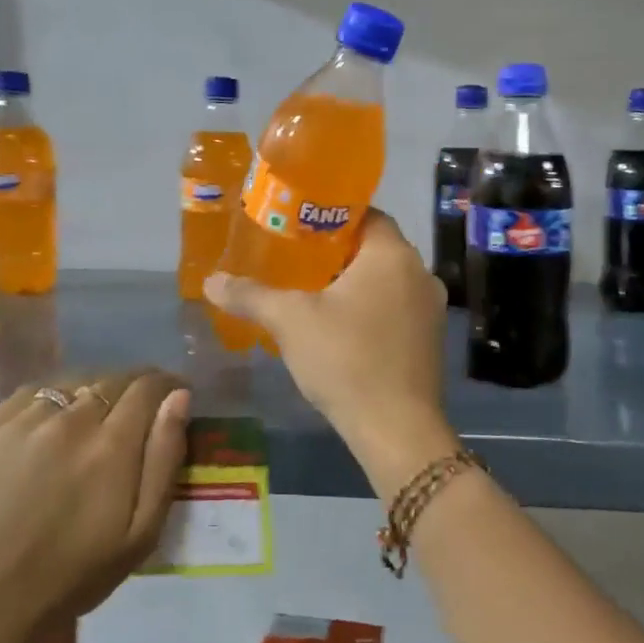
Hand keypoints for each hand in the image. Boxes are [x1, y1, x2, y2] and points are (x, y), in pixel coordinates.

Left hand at [0, 368, 189, 642]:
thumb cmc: (75, 574)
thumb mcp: (142, 532)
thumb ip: (164, 458)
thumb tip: (180, 398)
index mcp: (110, 445)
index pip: (149, 386)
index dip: (167, 385)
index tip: (174, 396)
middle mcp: (66, 420)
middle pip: (111, 378)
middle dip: (133, 389)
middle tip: (136, 415)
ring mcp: (20, 422)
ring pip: (71, 382)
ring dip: (91, 393)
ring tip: (92, 420)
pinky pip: (30, 395)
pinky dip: (51, 401)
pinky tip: (51, 427)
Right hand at [205, 211, 454, 493]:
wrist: (396, 428)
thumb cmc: (346, 359)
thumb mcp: (290, 321)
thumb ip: (251, 295)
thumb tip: (211, 281)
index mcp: (393, 254)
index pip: (366, 214)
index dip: (331, 216)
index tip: (299, 228)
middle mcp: (420, 272)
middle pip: (376, 248)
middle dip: (337, 253)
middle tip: (297, 260)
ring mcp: (431, 308)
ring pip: (387, 280)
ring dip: (355, 283)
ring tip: (314, 294)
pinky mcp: (432, 339)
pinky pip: (397, 308)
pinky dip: (371, 309)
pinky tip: (342, 329)